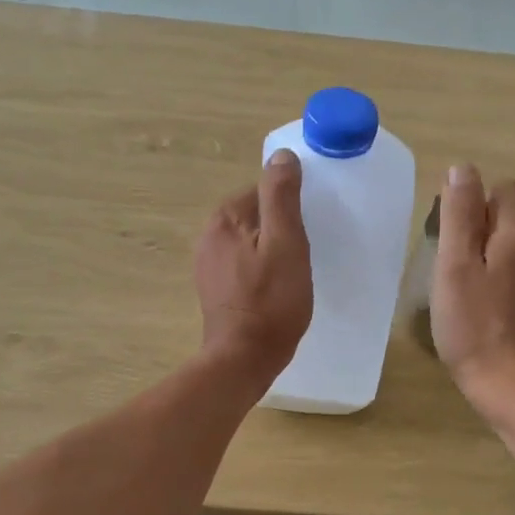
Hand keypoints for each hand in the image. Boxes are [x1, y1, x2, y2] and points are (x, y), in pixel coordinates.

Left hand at [194, 149, 312, 384]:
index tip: (307, 232)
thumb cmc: (271, 301)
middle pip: (255, 216)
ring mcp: (207, 263)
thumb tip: (282, 156)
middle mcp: (209, 235)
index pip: (264, 191)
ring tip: (292, 273)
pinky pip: (242, 264)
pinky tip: (274, 289)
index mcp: (225, 217)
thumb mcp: (286, 243)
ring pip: (249, 241)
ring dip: (270, 250)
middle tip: (303, 254)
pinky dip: (259, 269)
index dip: (290, 210)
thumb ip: (282, 197)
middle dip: (279, 229)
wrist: (244, 359)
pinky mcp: (213, 288)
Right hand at [432, 164, 514, 420]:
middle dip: (473, 226)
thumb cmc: (474, 324)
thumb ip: (460, 214)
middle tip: (447, 263)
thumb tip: (463, 168)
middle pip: (505, 213)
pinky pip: (511, 267)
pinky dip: (490, 273)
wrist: (510, 385)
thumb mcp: (456, 264)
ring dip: (479, 252)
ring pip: (506, 242)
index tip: (448, 235)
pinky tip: (473, 302)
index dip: (471, 202)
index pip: (502, 188)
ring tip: (456, 284)